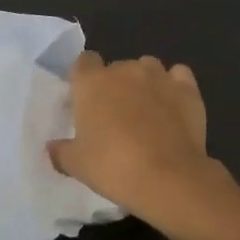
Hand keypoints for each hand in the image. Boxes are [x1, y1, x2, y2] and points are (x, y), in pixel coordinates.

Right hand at [48, 52, 232, 230]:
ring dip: (144, 82)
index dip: (84, 78)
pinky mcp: (187, 89)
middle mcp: (124, 70)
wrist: (168, 177)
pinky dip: (175, 86)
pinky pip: (178, 76)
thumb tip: (51, 147)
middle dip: (115, 85)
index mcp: (91, 82)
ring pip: (147, 67)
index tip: (86, 99)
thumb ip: (61, 151)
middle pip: (116, 67)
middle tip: (116, 115)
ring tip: (147, 110)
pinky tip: (173, 105)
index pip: (83, 61)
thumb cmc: (113, 167)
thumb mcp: (76, 165)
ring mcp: (158, 76)